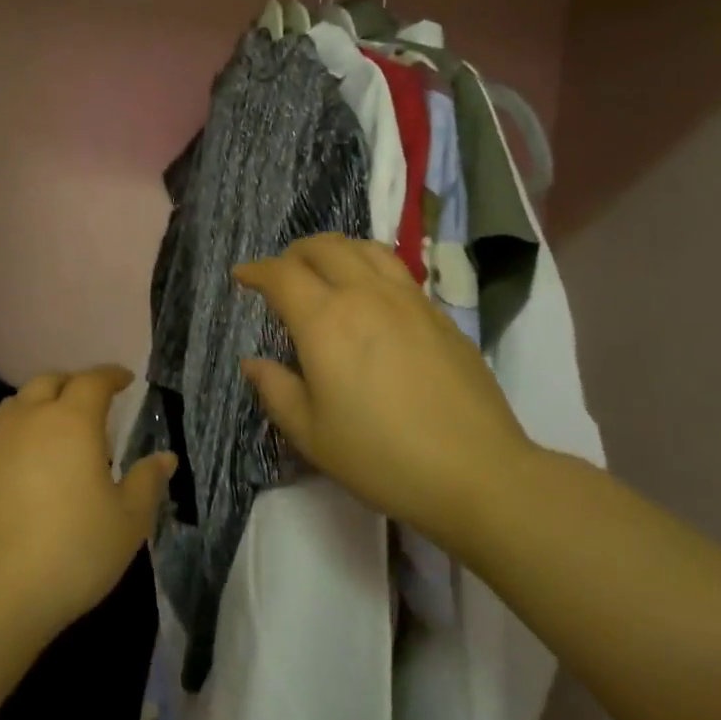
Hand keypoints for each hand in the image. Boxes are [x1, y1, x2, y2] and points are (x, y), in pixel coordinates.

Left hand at [0, 366, 175, 649]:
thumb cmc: (73, 554)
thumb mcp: (128, 522)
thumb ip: (146, 483)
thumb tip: (165, 458)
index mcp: (71, 422)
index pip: (93, 381)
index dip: (111, 375)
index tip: (125, 379)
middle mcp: (27, 420)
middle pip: (48, 382)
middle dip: (72, 383)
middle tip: (88, 399)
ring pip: (13, 405)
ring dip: (35, 405)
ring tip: (49, 426)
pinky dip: (5, 439)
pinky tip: (10, 461)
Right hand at [234, 234, 533, 549]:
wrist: (477, 472)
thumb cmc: (381, 457)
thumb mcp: (311, 434)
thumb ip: (276, 390)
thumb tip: (252, 362)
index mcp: (325, 321)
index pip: (282, 275)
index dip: (256, 270)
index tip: (242, 277)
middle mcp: (365, 295)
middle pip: (324, 247)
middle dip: (294, 253)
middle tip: (281, 273)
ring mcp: (408, 300)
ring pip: (365, 248)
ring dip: (335, 250)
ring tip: (325, 270)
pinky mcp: (439, 314)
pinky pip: (396, 270)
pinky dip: (369, 266)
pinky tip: (371, 295)